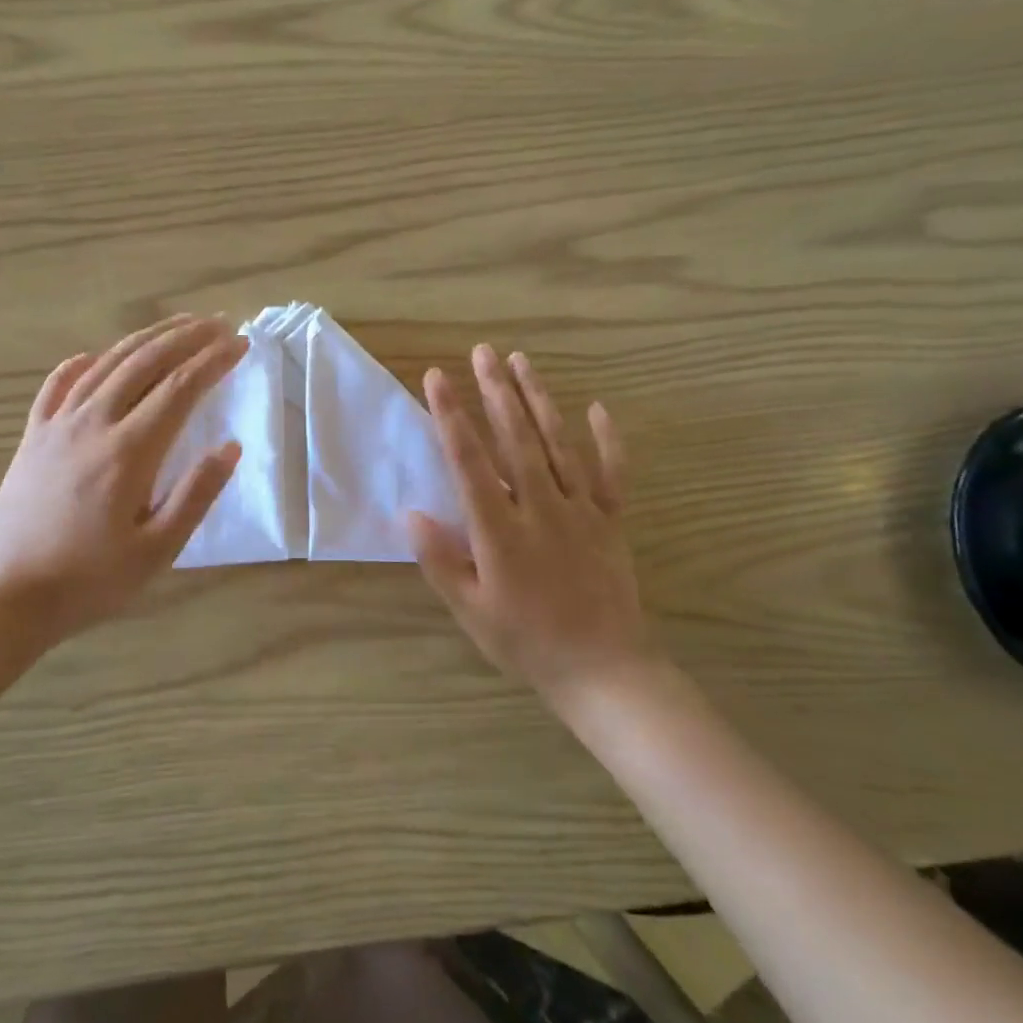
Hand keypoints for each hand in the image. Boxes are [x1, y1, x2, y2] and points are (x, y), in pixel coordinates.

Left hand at [0, 315, 245, 647]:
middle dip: (186, 337)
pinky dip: (82, 363)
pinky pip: (58, 385)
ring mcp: (57, 426)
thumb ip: (196, 495)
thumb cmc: (91, 580)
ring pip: (106, 364)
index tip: (240, 344)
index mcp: (129, 452)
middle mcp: (93, 424)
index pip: (180, 388)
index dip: (213, 361)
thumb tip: (230, 447)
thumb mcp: (158, 551)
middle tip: (217, 322)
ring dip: (145, 339)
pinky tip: (95, 354)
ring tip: (176, 325)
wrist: (8, 595)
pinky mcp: (33, 436)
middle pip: (145, 362)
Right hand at [409, 345, 661, 711]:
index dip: (451, 416)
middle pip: (516, 438)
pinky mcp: (611, 520)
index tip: (438, 378)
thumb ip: (440, 560)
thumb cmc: (527, 642)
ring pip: (558, 443)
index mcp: (500, 531)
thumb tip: (411, 513)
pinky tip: (597, 408)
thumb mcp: (471, 611)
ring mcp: (581, 510)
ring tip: (521, 362)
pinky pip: (612, 472)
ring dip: (538, 399)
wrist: (604, 670)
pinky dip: (607, 439)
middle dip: (495, 391)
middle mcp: (540, 508)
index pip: (469, 461)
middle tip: (482, 352)